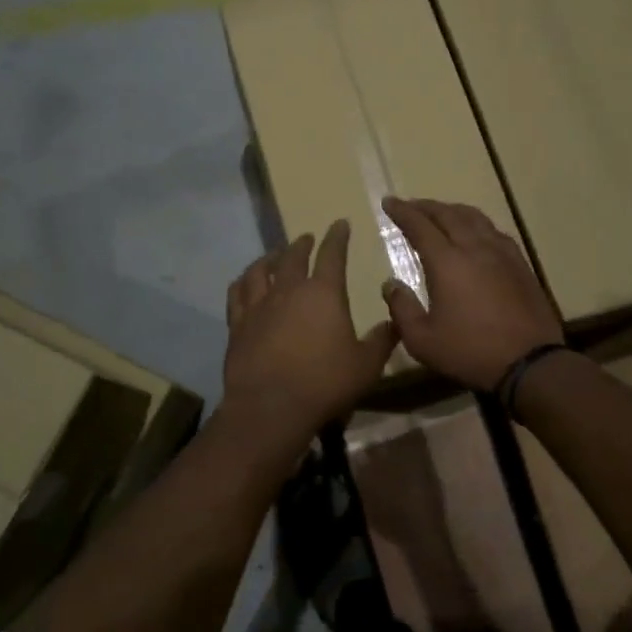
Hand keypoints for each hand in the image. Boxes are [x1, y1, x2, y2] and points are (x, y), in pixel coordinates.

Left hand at [223, 220, 396, 443]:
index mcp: (324, 293)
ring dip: (270, 257)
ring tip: (275, 255)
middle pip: (293, 257)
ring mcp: (259, 306)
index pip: (332, 254)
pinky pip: (237, 293)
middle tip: (307, 238)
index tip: (340, 224)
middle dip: (302, 244)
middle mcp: (289, 290)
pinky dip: (243, 282)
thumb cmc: (325, 383)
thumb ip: (381, 340)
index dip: (337, 237)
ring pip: (261, 270)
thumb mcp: (366, 365)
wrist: (271, 407)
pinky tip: (245, 281)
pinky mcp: (238, 324)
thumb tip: (394, 321)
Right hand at [379, 197, 562, 391]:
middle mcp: (474, 248)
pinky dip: (477, 223)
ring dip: (452, 210)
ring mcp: (502, 253)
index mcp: (447, 262)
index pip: (419, 226)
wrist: (530, 362)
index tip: (389, 202)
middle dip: (426, 206)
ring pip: (474, 218)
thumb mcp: (422, 340)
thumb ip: (402, 309)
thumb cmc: (470, 352)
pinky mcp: (520, 264)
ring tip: (441, 213)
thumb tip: (390, 284)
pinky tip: (476, 233)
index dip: (402, 212)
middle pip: (447, 214)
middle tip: (410, 205)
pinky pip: (494, 231)